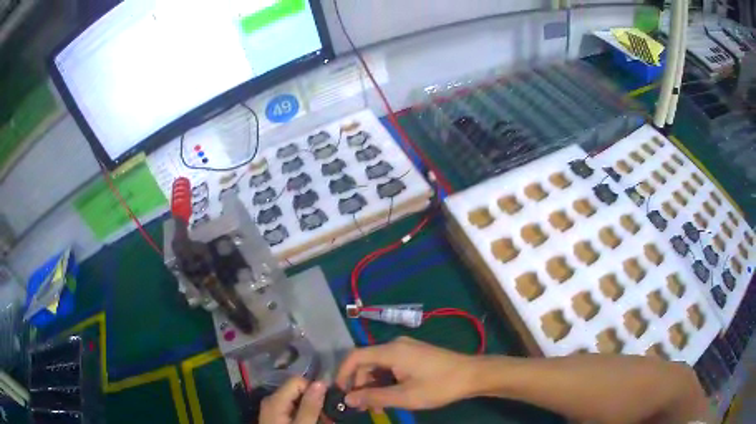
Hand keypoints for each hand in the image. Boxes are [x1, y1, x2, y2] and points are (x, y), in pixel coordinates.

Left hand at [259, 377, 325, 423]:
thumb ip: (310, 406)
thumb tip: (321, 382)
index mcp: (275, 400)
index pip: (298, 381)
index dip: (315, 390)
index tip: (328, 405)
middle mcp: (272, 401)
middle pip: (298, 392)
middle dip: (316, 403)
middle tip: (330, 419)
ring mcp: (273, 410)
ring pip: (298, 402)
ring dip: (314, 411)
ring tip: (326, 422)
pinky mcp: (276, 418)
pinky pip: (294, 410)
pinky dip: (306, 416)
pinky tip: (314, 423)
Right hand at [336, 336, 478, 410]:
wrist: (472, 375)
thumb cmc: (438, 386)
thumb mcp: (405, 396)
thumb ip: (374, 397)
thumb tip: (348, 399)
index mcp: (391, 351)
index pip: (355, 356)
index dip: (343, 374)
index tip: (341, 393)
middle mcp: (395, 344)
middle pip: (366, 362)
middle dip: (360, 384)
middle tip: (362, 406)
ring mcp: (406, 348)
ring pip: (378, 365)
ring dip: (373, 385)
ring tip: (378, 406)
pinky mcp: (414, 354)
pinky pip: (390, 365)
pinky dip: (385, 380)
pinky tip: (390, 396)